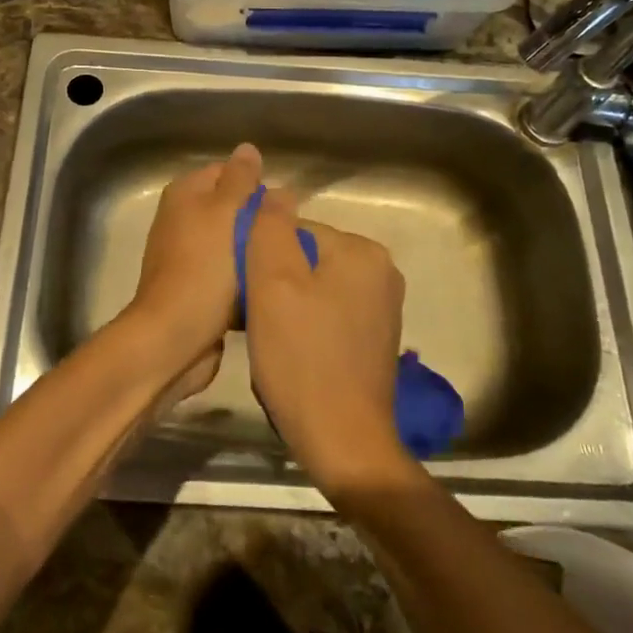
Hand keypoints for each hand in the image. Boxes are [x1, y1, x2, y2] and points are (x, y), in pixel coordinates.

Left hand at [119, 143, 264, 389]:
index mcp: (185, 195)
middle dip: (260, 222)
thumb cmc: (203, 269)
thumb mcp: (225, 213)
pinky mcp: (197, 289)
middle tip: (288, 239)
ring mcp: (189, 256)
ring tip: (284, 263)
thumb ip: (240, 180)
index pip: (228, 172)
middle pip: (234, 209)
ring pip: (235, 244)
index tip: (281, 209)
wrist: (174, 338)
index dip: (255, 186)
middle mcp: (182, 220)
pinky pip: (230, 275)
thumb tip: (247, 148)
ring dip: (256, 253)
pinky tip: (268, 289)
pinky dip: (247, 280)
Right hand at [243, 188, 411, 493]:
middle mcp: (382, 271)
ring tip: (274, 340)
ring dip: (289, 306)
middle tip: (257, 319)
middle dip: (277, 282)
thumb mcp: (272, 282)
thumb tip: (276, 191)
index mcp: (362, 250)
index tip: (248, 292)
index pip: (295, 230)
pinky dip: (309, 326)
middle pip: (307, 257)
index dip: (262, 258)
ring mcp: (384, 307)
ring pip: (316, 287)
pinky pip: (331, 313)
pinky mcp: (377, 339)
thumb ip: (270, 227)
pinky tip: (295, 354)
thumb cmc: (301, 356)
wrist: (343, 441)